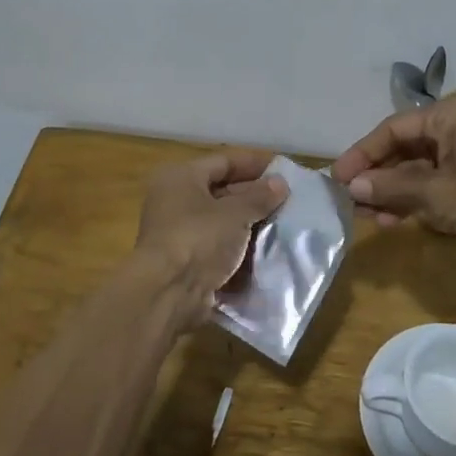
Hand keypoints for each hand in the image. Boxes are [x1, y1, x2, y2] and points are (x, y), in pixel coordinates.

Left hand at [135, 150, 288, 311]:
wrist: (168, 293)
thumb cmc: (198, 238)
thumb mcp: (234, 214)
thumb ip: (259, 197)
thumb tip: (280, 183)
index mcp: (180, 178)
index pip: (223, 161)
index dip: (254, 164)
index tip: (283, 170)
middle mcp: (174, 201)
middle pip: (221, 191)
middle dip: (254, 196)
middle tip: (287, 200)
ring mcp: (178, 233)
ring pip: (220, 221)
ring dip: (248, 224)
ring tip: (282, 224)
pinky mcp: (185, 261)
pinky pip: (217, 247)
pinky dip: (238, 248)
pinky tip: (265, 250)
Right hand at [332, 91, 455, 257]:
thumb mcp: (437, 195)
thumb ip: (391, 187)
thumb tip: (352, 187)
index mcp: (451, 112)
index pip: (393, 130)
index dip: (362, 155)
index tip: (337, 180)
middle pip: (407, 146)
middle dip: (379, 176)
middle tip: (352, 202)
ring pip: (422, 164)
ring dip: (397, 190)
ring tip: (373, 218)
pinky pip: (441, 175)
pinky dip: (420, 195)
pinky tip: (399, 218)